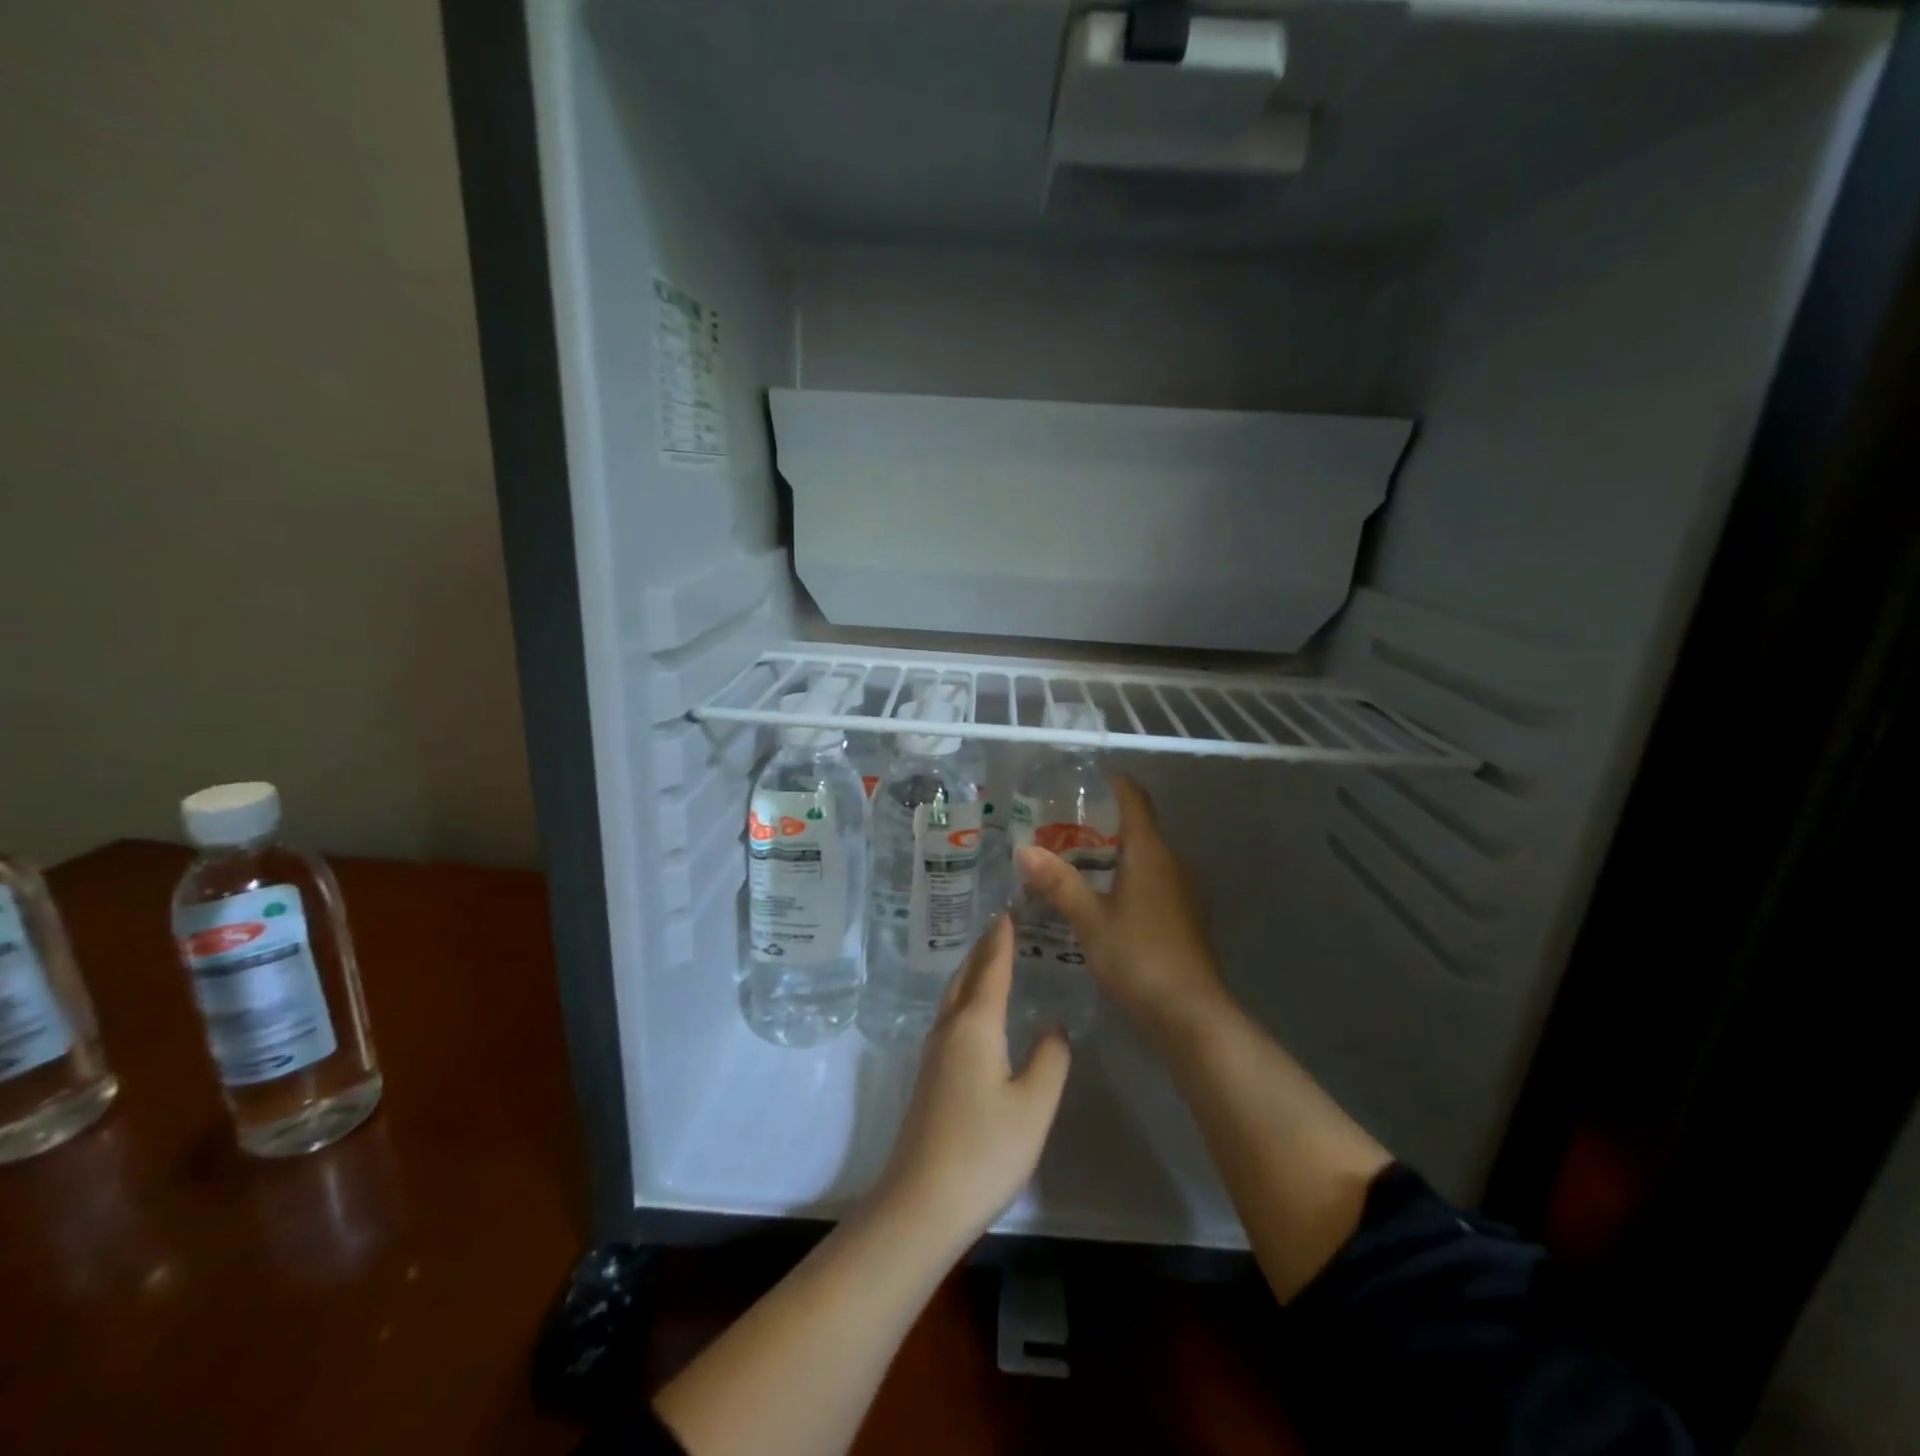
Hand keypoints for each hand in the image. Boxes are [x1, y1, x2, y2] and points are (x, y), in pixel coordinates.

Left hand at [872, 916, 1071, 1248]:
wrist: (921, 1202)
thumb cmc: (985, 1150)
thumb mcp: (1034, 1106)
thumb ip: (1050, 1060)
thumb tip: (1053, 1027)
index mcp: (975, 1025)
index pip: (991, 969)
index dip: (1002, 940)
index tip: (1008, 911)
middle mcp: (949, 1029)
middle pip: (965, 976)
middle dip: (983, 949)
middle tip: (1001, 927)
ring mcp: (933, 1054)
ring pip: (953, 996)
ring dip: (971, 972)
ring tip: (990, 960)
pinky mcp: (929, 1077)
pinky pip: (949, 1017)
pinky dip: (965, 997)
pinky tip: (976, 1013)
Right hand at [1014, 775, 1226, 1035]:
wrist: (1190, 1012)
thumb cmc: (1138, 956)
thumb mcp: (1090, 919)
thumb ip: (1058, 883)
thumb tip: (1024, 850)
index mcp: (1150, 852)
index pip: (1135, 799)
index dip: (1114, 783)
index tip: (1086, 780)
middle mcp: (1173, 862)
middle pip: (1140, 827)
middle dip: (1104, 823)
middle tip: (1062, 828)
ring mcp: (1184, 890)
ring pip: (1147, 856)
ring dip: (1116, 854)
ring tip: (1075, 862)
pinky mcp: (1186, 915)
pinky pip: (1154, 880)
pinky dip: (1129, 878)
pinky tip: (1104, 899)